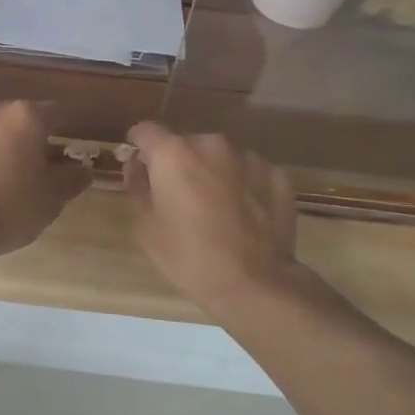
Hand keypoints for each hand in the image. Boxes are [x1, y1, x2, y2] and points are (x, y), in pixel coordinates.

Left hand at [0, 101, 90, 256]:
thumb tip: (83, 169)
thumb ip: (72, 179)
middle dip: (24, 139)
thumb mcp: (52, 199)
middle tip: (30, 171)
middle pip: (16, 119)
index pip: (56, 113)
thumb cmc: (10, 208)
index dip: (63, 131)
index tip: (65, 152)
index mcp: (25, 117)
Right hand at [123, 122, 308, 313]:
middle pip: (184, 144)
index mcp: (173, 153)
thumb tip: (138, 167)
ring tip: (215, 207)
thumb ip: (138, 187)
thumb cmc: (189, 256)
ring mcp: (248, 158)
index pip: (145, 130)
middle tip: (178, 197)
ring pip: (219, 157)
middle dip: (178, 163)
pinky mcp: (276, 176)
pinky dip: (242, 184)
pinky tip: (243, 214)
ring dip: (212, 172)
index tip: (140, 168)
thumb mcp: (146, 226)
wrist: (255, 284)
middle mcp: (210, 144)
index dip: (138, 147)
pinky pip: (249, 172)